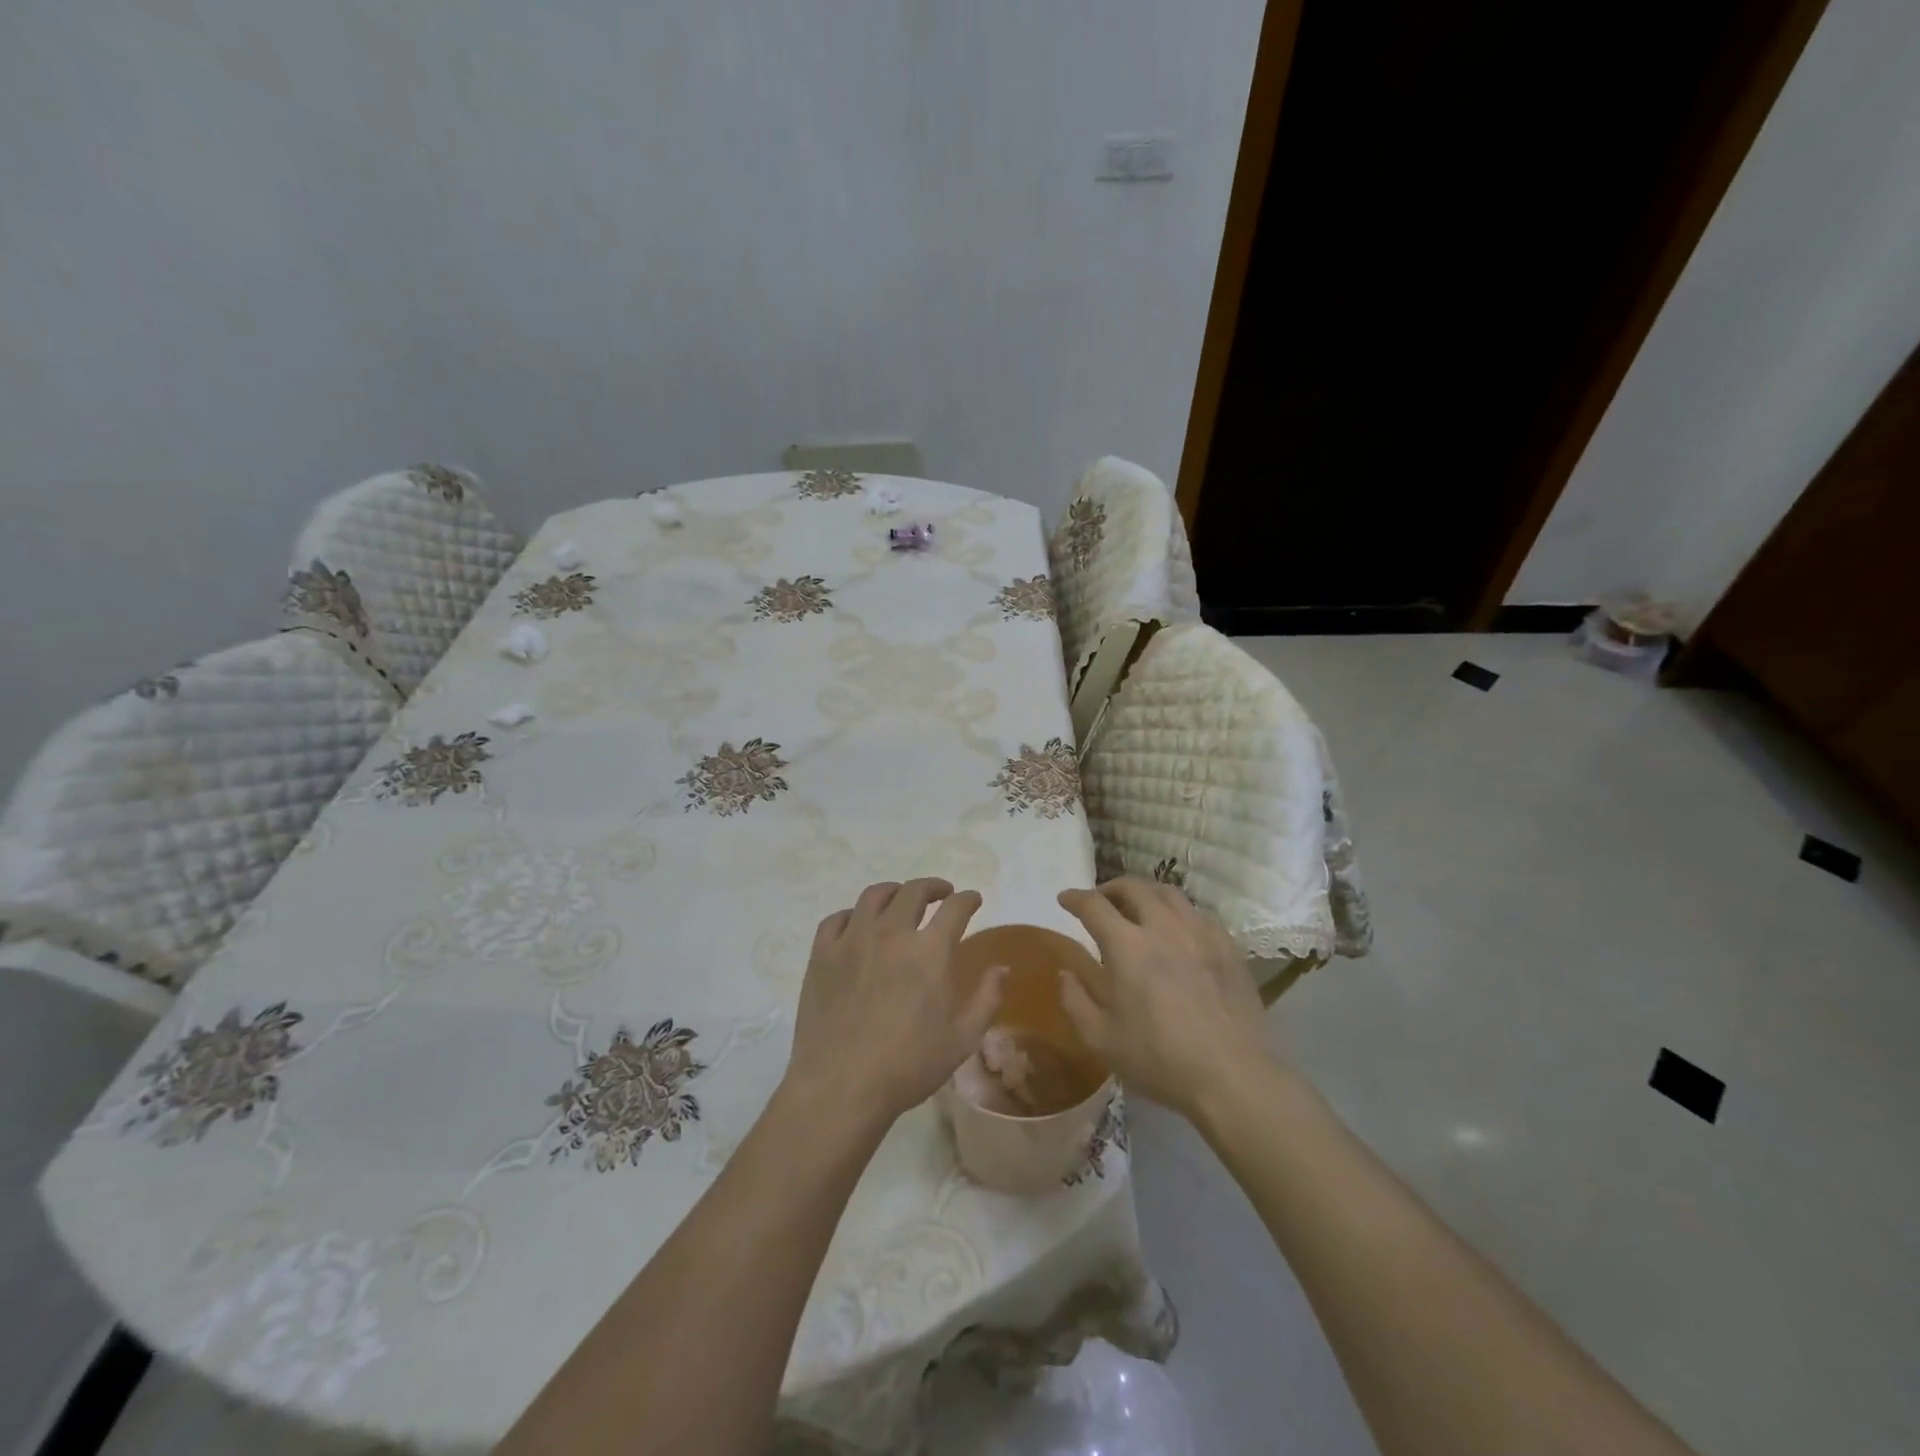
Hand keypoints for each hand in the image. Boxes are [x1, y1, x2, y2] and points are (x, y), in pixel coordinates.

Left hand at [786, 879, 1002, 1123]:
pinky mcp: (822, 954)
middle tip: (941, 894)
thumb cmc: (908, 1066)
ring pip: (874, 896)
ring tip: (900, 900)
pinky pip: (837, 918)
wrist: (841, 1087)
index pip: (955, 908)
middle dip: (933, 887)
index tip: (972, 899)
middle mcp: (892, 933)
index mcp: (930, 951)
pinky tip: (858, 925)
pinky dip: (853, 915)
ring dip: (894, 892)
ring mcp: (852, 940)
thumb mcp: (962, 1039)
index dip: (968, 899)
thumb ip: (987, 998)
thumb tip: (1002, 968)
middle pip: (914, 891)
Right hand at [1057, 878, 1269, 1120]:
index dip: (1075, 898)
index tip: (1065, 899)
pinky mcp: (1227, 947)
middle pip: (1133, 888)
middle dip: (1110, 888)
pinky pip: (1198, 914)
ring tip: (1138, 908)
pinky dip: (1178, 912)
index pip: (1094, 906)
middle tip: (1100, 901)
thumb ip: (1076, 1001)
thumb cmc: (1159, 1060)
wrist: (1230, 1077)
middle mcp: (1163, 928)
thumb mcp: (1101, 1039)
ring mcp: (1200, 934)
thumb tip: (1066, 973)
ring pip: (1168, 893)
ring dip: (1145, 893)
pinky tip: (1177, 930)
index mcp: (1127, 947)